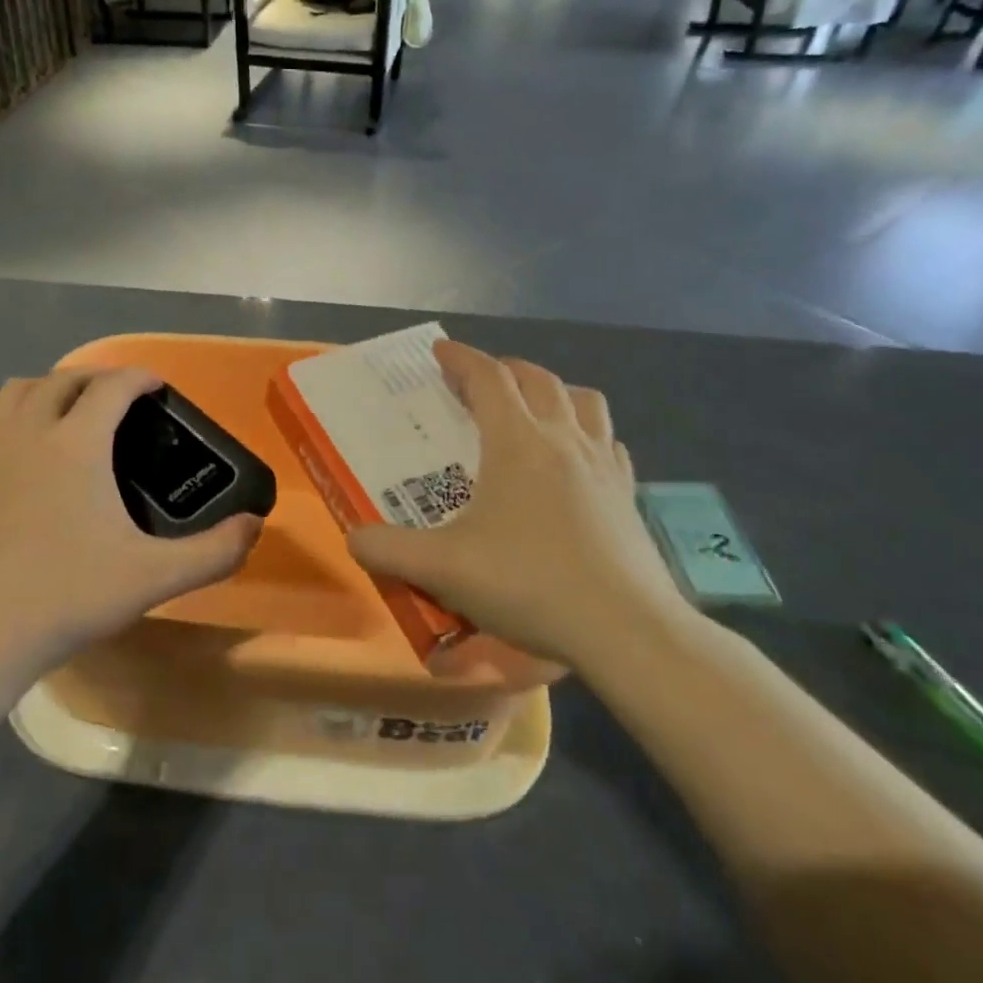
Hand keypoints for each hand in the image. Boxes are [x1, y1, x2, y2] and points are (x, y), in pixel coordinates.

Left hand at [0, 368, 262, 666]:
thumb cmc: (65, 597)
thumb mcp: (152, 578)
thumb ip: (213, 552)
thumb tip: (255, 527)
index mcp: (76, 443)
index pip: (112, 385)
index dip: (140, 377)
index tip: (158, 387)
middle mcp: (29, 432)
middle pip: (63, 379)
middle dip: (97, 378)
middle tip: (122, 401)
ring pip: (19, 392)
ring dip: (51, 389)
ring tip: (73, 415)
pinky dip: (21, 420)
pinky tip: (33, 460)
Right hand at [347, 341, 692, 669]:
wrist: (626, 631)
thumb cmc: (529, 584)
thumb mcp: (442, 569)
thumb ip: (387, 550)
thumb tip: (353, 539)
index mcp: (517, 441)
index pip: (487, 377)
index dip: (461, 358)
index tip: (439, 351)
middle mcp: (563, 439)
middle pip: (537, 379)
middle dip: (504, 369)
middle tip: (478, 382)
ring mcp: (603, 465)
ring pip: (584, 401)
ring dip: (554, 391)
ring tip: (534, 409)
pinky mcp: (629, 495)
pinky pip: (609, 442)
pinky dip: (589, 434)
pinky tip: (577, 460)